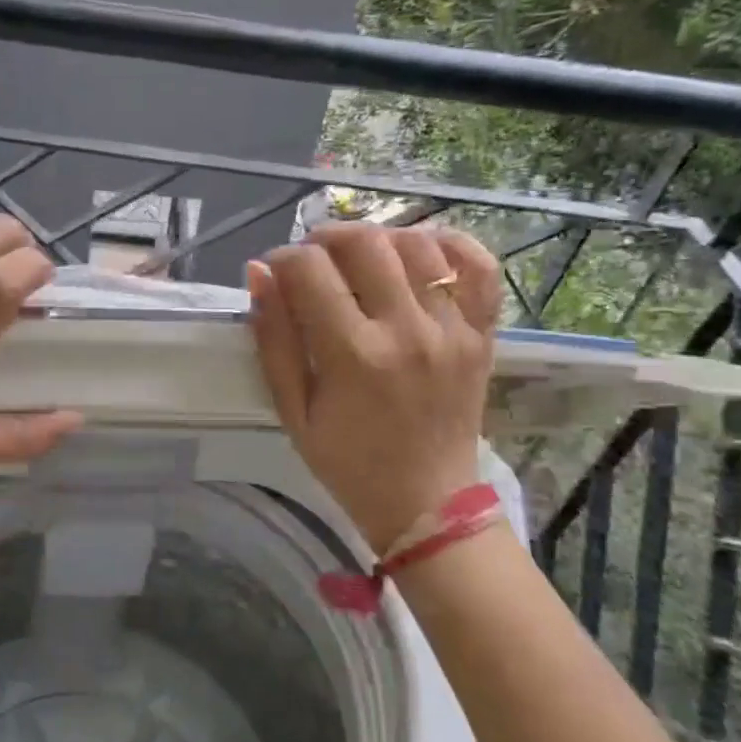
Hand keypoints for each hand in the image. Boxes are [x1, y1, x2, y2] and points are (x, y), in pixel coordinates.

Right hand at [247, 223, 503, 553]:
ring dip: (378, 238)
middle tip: (312, 258)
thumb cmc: (347, 462)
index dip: (281, 259)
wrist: (426, 503)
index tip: (273, 273)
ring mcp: (452, 330)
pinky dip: (450, 244)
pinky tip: (419, 250)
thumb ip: (274, 340)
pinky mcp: (481, 334)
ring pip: (417, 245)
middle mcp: (407, 331)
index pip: (309, 270)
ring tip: (358, 257)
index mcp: (353, 356)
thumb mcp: (293, 410)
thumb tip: (259, 274)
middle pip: (365, 243)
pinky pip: (479, 267)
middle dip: (325, 237)